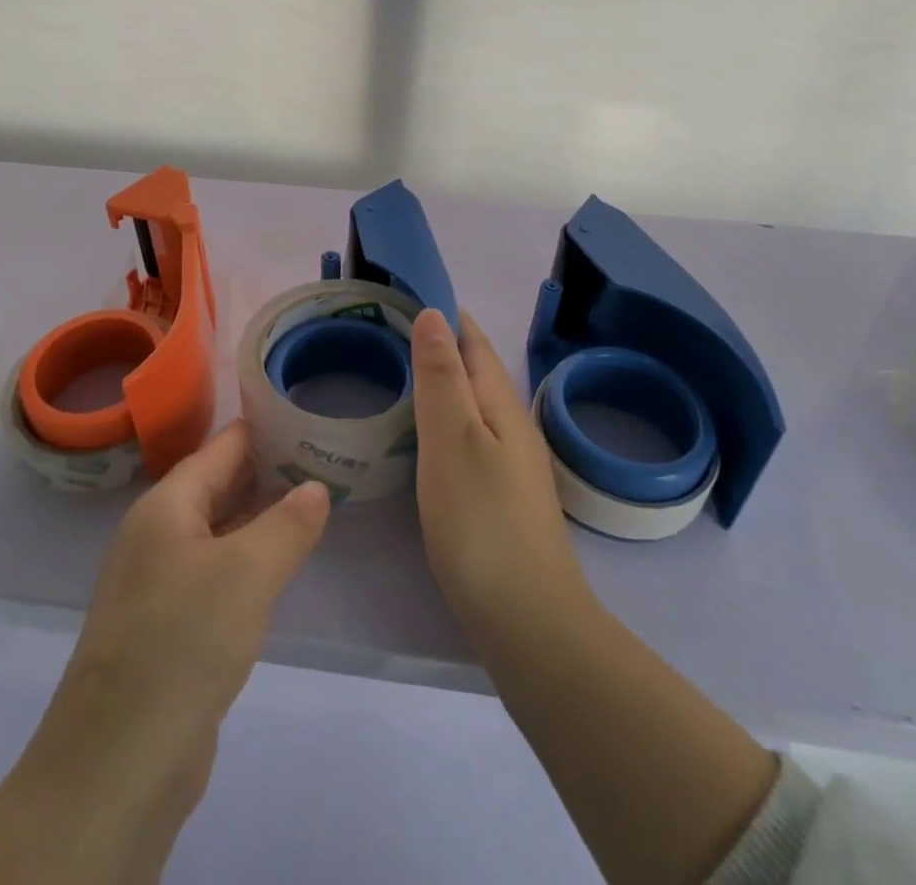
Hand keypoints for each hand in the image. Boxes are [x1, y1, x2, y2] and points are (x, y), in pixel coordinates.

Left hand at [0, 422, 327, 884]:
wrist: (118, 762)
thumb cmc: (182, 641)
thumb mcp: (247, 572)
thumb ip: (287, 524)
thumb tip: (316, 487)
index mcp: (166, 506)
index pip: (220, 447)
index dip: (262, 428)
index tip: (306, 414)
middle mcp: (158, 534)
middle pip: (218, 486)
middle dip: (267, 471)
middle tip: (323, 455)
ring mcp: (160, 582)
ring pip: (219, 532)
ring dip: (260, 517)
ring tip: (313, 500)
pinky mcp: (169, 626)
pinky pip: (216, 573)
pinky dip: (249, 560)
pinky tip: (281, 565)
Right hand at [411, 309, 589, 643]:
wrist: (528, 621)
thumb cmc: (481, 522)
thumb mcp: (452, 440)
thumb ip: (441, 376)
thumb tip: (434, 313)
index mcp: (502, 404)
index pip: (473, 341)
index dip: (444, 315)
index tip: (403, 294)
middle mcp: (512, 426)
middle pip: (475, 370)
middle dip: (439, 345)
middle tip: (387, 331)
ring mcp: (511, 464)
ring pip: (473, 405)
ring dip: (442, 383)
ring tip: (398, 373)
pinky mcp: (501, 497)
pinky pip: (469, 437)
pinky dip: (444, 420)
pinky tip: (423, 436)